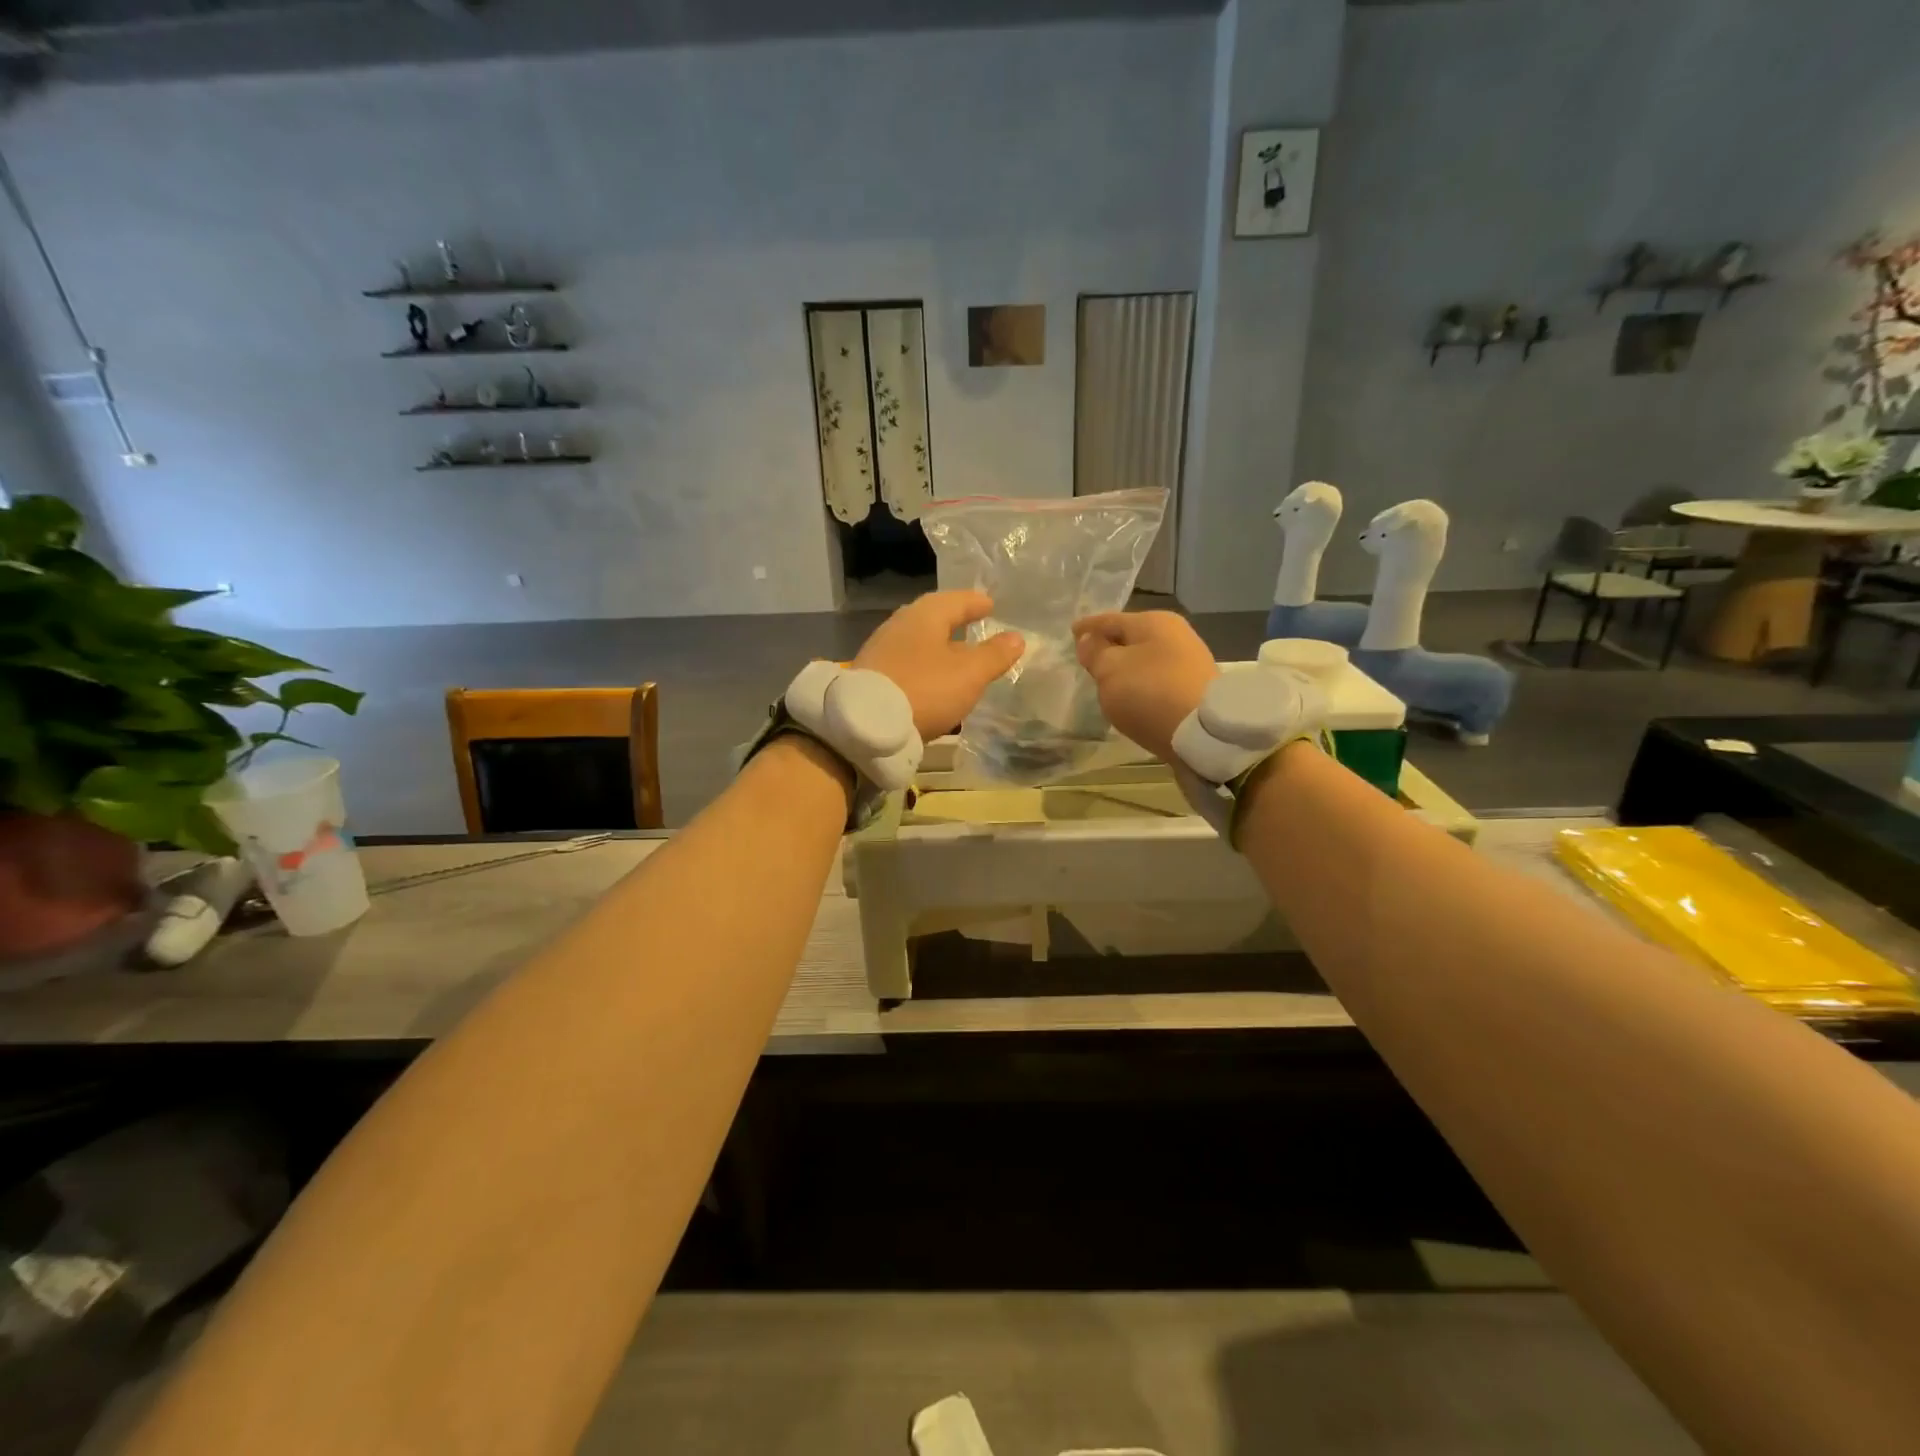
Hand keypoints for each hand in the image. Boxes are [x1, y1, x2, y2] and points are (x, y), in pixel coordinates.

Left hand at [854, 590, 1024, 739]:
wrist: (866, 725)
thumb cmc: (926, 689)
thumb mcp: (970, 674)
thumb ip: (994, 655)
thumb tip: (1016, 637)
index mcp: (925, 614)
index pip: (957, 599)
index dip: (976, 603)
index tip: (990, 605)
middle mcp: (900, 624)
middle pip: (933, 619)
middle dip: (955, 624)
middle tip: (975, 629)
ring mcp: (881, 649)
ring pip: (919, 643)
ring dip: (939, 649)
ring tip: (958, 661)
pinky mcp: (871, 675)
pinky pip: (907, 663)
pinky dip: (924, 667)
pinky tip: (933, 683)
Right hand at [1072, 610, 1218, 762]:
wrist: (1204, 733)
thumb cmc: (1150, 692)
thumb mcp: (1110, 670)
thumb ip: (1095, 652)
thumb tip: (1088, 639)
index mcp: (1154, 621)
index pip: (1110, 620)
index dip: (1088, 627)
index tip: (1072, 632)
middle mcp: (1176, 635)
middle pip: (1132, 638)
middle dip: (1110, 647)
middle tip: (1088, 658)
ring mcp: (1189, 662)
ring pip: (1146, 659)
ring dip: (1127, 668)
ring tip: (1108, 681)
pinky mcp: (1195, 689)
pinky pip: (1157, 679)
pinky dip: (1142, 684)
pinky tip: (1133, 696)